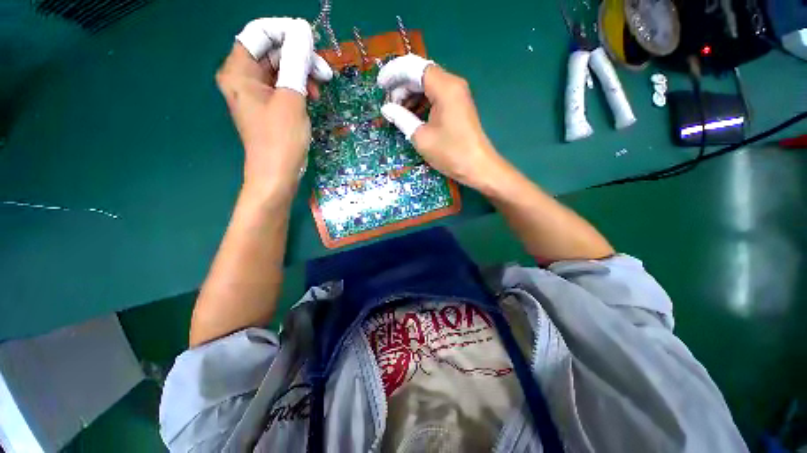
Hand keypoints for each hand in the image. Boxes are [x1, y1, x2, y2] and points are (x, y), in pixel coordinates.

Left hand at [216, 18, 332, 195]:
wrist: (278, 175)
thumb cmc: (281, 139)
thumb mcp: (291, 98)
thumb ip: (296, 62)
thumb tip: (303, 31)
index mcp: (238, 70)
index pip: (259, 33)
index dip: (286, 33)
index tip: (312, 43)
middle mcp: (242, 77)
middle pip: (271, 51)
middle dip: (299, 56)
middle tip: (324, 71)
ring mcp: (255, 92)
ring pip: (280, 68)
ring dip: (302, 73)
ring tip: (321, 88)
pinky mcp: (267, 105)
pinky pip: (282, 85)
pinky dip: (299, 87)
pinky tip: (312, 97)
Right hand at [378, 55, 509, 191]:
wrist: (477, 167)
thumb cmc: (450, 153)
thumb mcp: (421, 137)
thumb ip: (402, 118)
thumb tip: (386, 108)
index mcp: (444, 87)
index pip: (414, 67)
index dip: (394, 73)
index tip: (380, 86)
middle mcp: (452, 84)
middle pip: (421, 74)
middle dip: (401, 86)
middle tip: (389, 104)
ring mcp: (457, 94)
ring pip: (428, 85)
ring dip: (411, 95)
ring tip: (398, 111)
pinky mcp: (458, 105)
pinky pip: (436, 96)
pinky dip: (421, 102)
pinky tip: (412, 115)